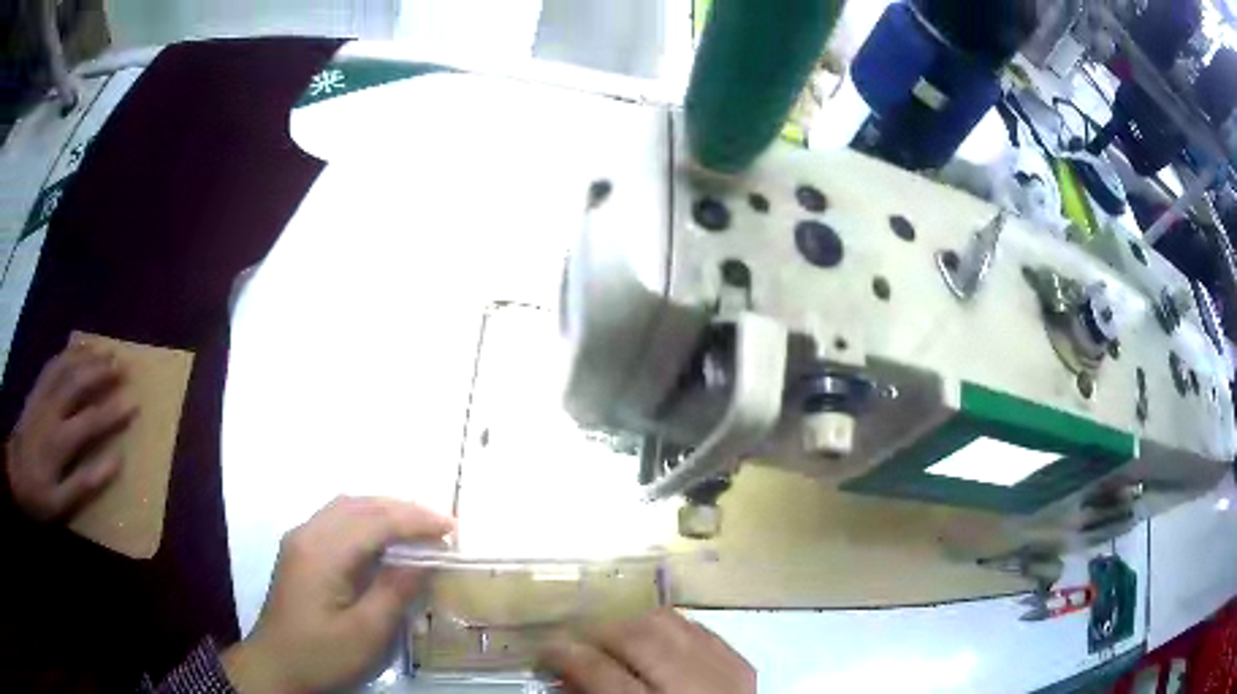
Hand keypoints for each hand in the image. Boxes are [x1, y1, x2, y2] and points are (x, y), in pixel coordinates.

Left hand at [6, 342, 135, 520]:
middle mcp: (51, 409)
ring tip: (103, 349)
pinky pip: (52, 364)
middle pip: (77, 382)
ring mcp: (41, 395)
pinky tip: (76, 350)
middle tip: (122, 363)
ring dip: (86, 356)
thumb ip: (85, 484)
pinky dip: (67, 353)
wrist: (13, 473)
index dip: (113, 411)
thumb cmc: (36, 495)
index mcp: (59, 441)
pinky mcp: (35, 390)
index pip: (90, 421)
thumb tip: (115, 462)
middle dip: (101, 371)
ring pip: (65, 366)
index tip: (134, 403)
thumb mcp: (59, 504)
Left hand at [222, 496, 453, 692]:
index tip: (451, 528)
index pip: (374, 521)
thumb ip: (394, 591)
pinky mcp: (298, 551)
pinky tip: (381, 538)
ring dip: (383, 511)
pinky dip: (365, 520)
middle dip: (401, 510)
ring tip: (416, 527)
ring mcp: (299, 540)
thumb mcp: (366, 633)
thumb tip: (424, 559)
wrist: (276, 666)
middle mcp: (307, 534)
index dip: (414, 520)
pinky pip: (336, 520)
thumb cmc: (322, 654)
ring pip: (345, 508)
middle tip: (440, 525)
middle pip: (358, 505)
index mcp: (321, 552)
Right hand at [542, 608, 755, 693]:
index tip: (547, 649)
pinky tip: (657, 646)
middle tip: (580, 644)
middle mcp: (691, 685)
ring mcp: (724, 670)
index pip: (600, 671)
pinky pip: (697, 628)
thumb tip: (565, 675)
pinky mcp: (742, 663)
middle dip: (599, 633)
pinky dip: (670, 631)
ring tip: (617, 643)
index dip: (566, 655)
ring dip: (633, 627)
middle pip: (635, 636)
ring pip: (668, 622)